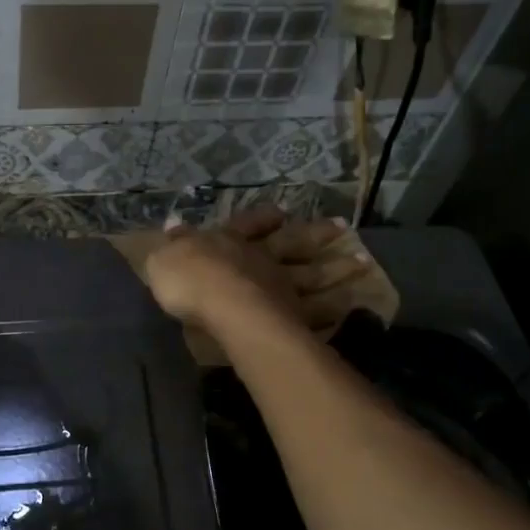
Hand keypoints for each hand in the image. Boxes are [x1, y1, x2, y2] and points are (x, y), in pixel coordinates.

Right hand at [143, 206, 370, 333]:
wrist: (217, 304)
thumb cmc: (189, 278)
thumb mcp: (166, 256)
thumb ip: (174, 243)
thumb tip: (173, 226)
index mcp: (232, 242)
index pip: (249, 223)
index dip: (263, 218)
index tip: (282, 212)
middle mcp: (262, 259)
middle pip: (295, 243)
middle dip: (317, 234)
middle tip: (344, 228)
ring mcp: (283, 286)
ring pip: (315, 275)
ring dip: (339, 269)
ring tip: (364, 264)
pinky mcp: (294, 316)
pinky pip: (318, 312)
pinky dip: (335, 309)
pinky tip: (350, 308)